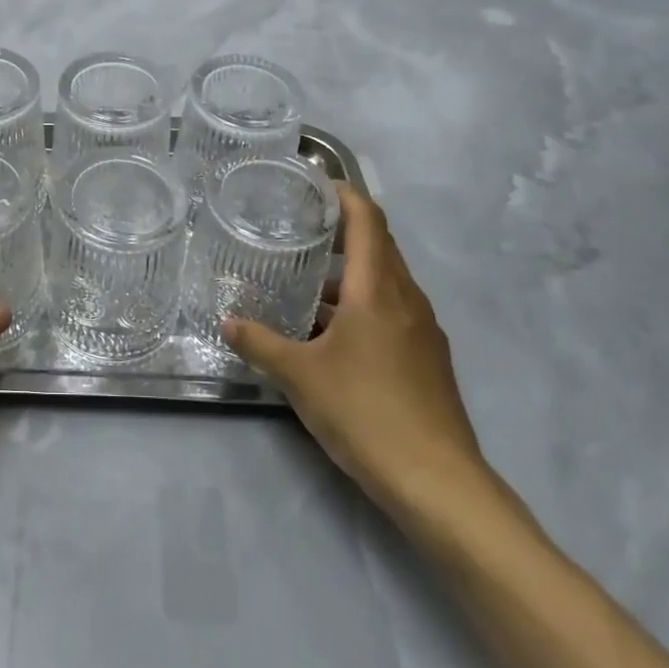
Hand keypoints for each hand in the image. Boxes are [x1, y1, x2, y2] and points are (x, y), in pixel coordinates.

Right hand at [222, 183, 486, 515]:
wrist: (440, 484)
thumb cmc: (366, 413)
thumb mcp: (300, 376)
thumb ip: (260, 343)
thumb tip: (228, 322)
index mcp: (378, 289)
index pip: (368, 219)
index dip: (344, 193)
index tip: (314, 183)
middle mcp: (407, 298)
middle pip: (379, 245)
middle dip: (342, 229)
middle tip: (299, 225)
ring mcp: (423, 330)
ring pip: (386, 281)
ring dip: (350, 272)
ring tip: (305, 281)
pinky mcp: (428, 359)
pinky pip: (394, 311)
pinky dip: (363, 303)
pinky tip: (332, 333)